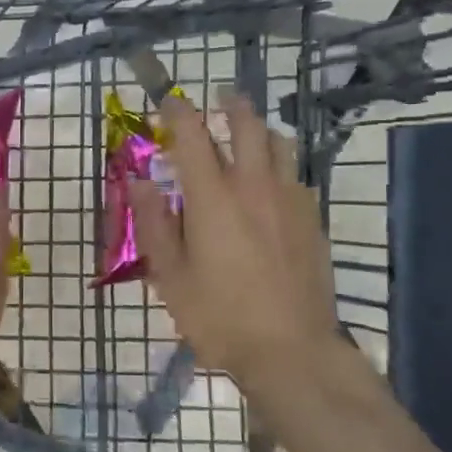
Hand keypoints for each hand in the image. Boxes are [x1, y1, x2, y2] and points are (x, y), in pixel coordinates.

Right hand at [129, 91, 341, 386]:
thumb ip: (154, 223)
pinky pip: (295, 176)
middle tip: (218, 100)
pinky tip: (272, 185)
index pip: (192, 135)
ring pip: (279, 144)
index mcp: (212, 196)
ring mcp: (289, 201)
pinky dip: (280, 166)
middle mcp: (253, 186)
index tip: (167, 101)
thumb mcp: (170, 275)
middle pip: (247, 125)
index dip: (177, 111)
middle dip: (230, 105)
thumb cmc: (219, 316)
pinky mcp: (312, 221)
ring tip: (248, 134)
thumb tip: (140, 181)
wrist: (291, 351)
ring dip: (260, 130)